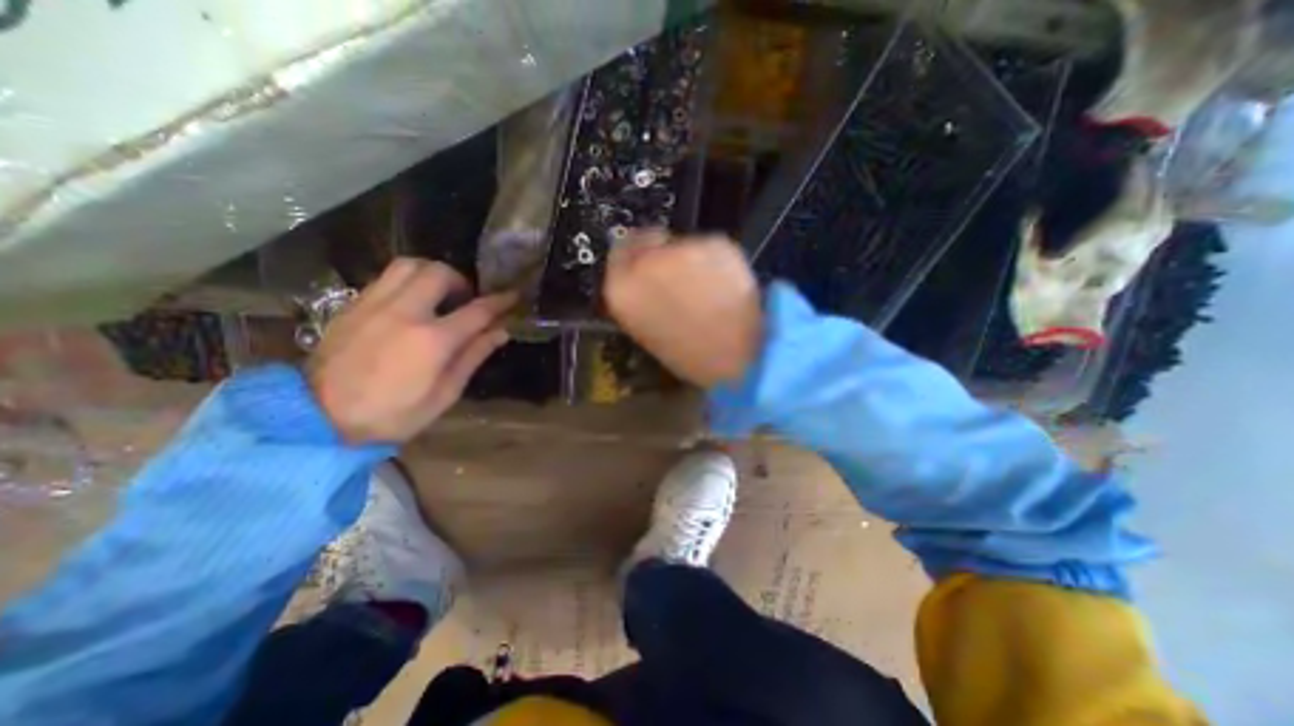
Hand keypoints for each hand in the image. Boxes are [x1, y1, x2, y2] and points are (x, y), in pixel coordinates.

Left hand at [307, 258, 514, 443]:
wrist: (317, 418)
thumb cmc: (392, 414)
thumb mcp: (444, 394)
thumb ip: (473, 356)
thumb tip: (501, 331)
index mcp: (432, 340)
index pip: (477, 310)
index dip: (500, 301)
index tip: (513, 296)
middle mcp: (404, 312)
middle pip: (440, 273)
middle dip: (462, 281)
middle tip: (467, 299)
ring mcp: (374, 305)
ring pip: (409, 266)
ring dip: (433, 273)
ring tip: (439, 294)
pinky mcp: (353, 306)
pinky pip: (387, 277)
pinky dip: (408, 281)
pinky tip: (411, 302)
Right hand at [606, 233, 765, 389]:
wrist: (737, 359)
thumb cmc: (690, 355)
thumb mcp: (649, 329)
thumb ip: (641, 294)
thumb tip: (648, 275)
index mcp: (620, 290)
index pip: (620, 252)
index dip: (638, 254)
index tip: (650, 258)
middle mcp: (644, 262)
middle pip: (652, 239)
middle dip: (665, 252)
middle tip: (682, 272)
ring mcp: (680, 249)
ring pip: (684, 243)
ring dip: (692, 258)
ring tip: (707, 288)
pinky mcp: (714, 243)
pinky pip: (712, 247)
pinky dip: (718, 260)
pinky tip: (726, 284)